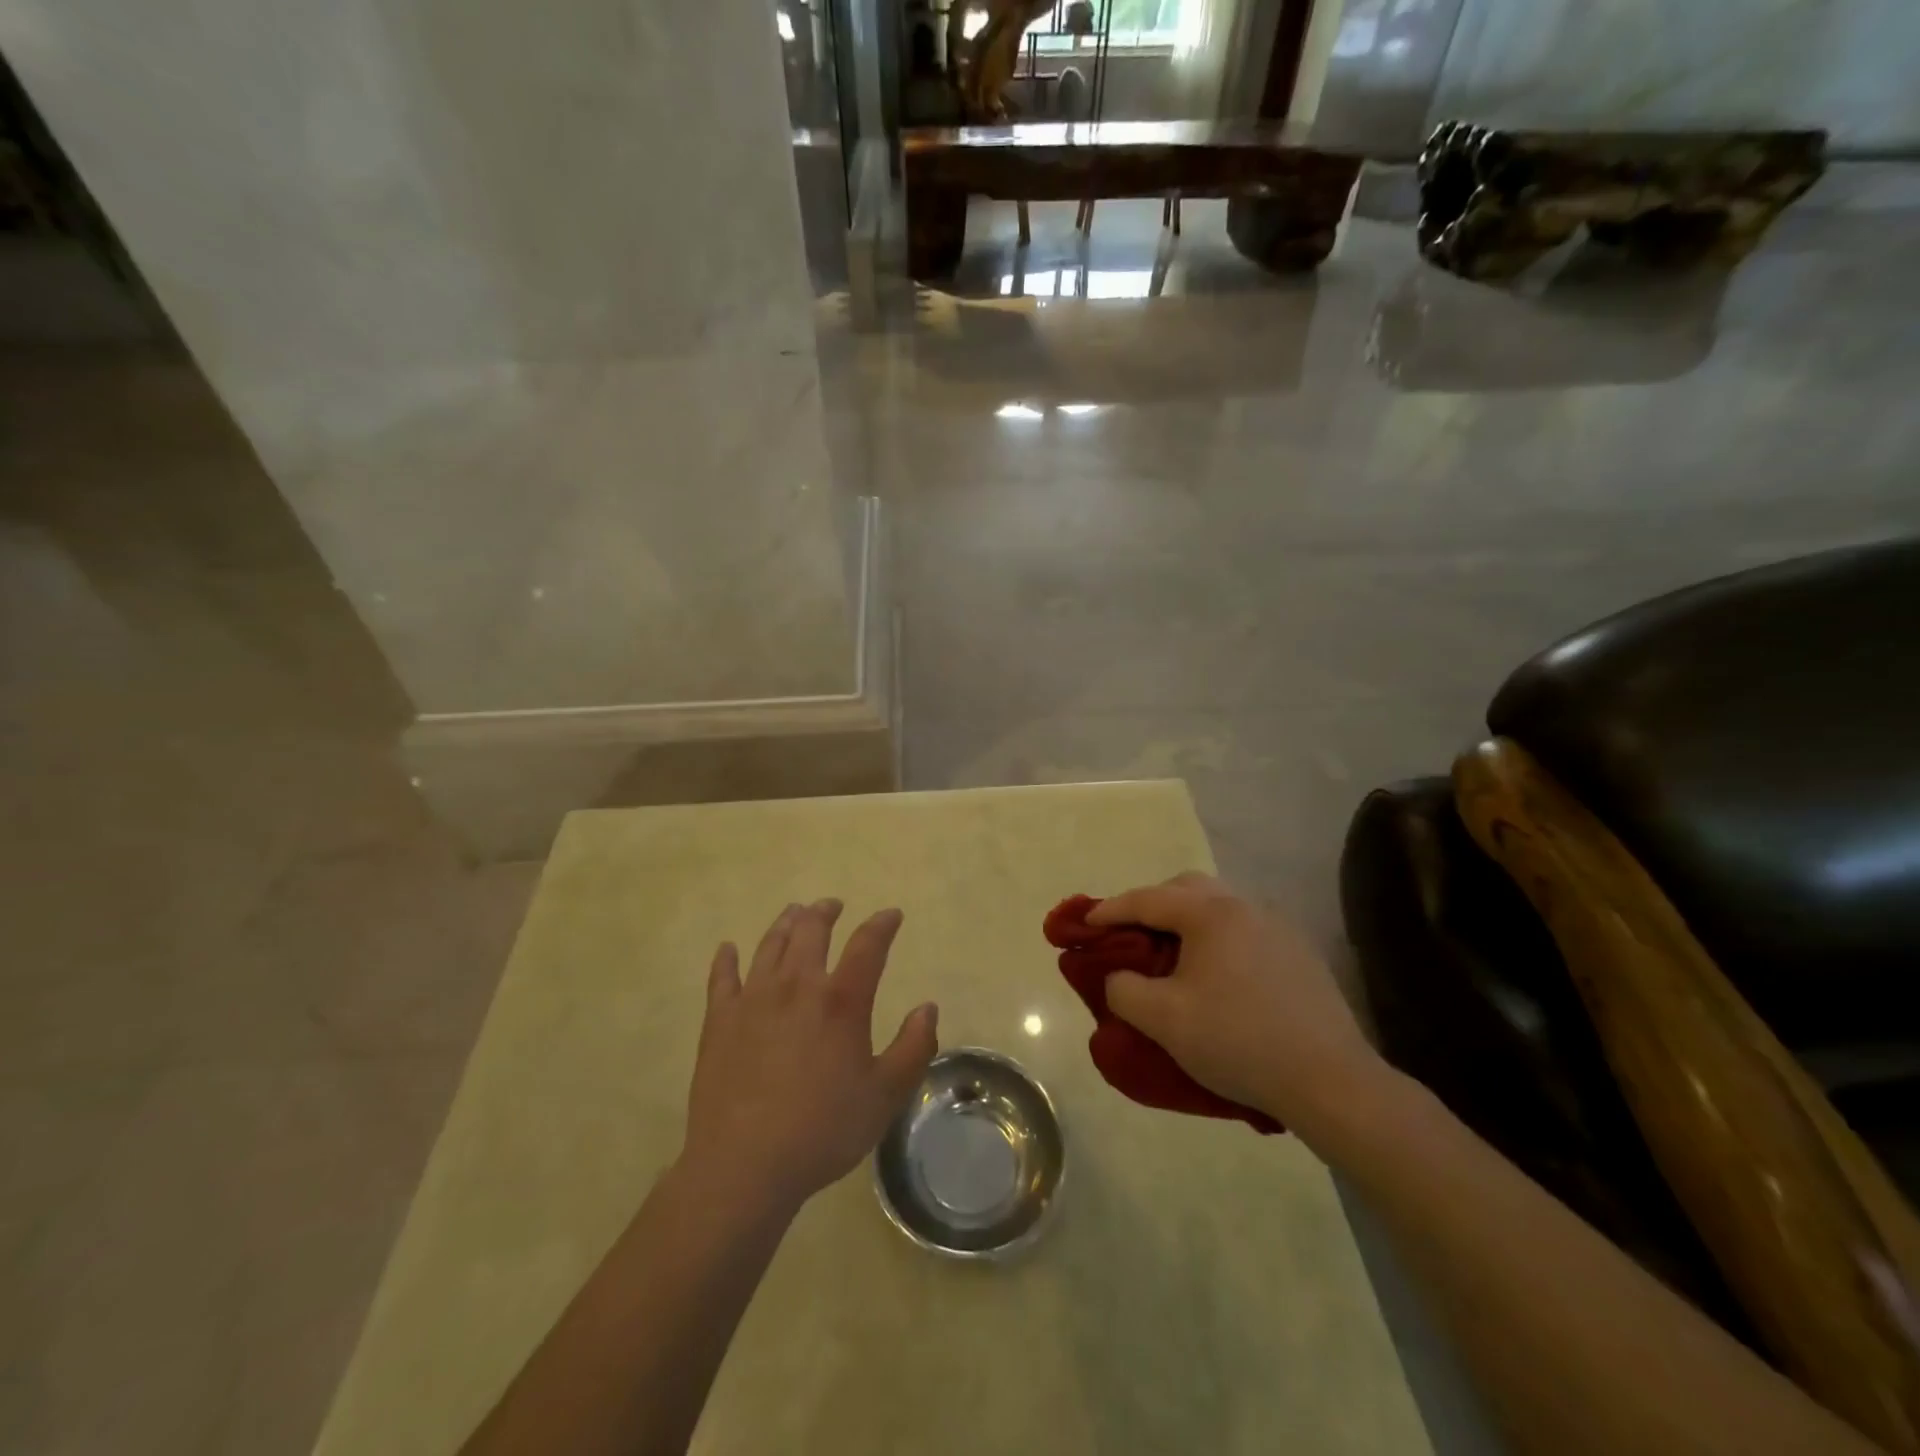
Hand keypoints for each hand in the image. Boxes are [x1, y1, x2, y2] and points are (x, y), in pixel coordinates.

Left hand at [682, 900, 937, 1214]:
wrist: (744, 1166)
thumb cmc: (823, 1130)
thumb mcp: (885, 1095)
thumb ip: (913, 1048)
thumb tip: (928, 1008)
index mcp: (841, 1001)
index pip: (868, 945)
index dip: (882, 924)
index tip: (891, 915)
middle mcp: (797, 986)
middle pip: (811, 930)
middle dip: (826, 912)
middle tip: (833, 906)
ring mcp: (753, 999)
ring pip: (770, 945)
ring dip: (785, 924)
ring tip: (794, 914)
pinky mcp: (719, 1021)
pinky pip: (722, 978)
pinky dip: (726, 960)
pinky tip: (728, 950)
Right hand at [1090, 874, 1382, 1133]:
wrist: (1330, 1082)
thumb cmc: (1238, 1041)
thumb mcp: (1163, 1020)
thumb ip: (1123, 989)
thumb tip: (1118, 977)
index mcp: (1210, 913)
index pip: (1146, 900)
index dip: (1109, 910)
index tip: (1083, 923)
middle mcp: (1245, 907)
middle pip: (1185, 889)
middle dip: (1150, 905)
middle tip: (1128, 934)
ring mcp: (1278, 929)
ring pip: (1218, 908)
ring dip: (1186, 922)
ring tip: (1170, 955)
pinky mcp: (1299, 955)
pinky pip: (1243, 931)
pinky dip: (1216, 940)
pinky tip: (1216, 976)